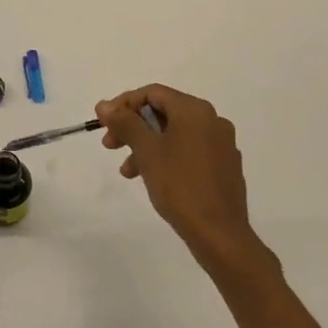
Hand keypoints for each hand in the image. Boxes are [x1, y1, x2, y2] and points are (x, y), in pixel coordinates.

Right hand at [96, 85, 273, 277]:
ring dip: (146, 145)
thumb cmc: (180, 185)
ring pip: (174, 134)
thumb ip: (125, 123)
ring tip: (127, 170)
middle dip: (133, 127)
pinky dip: (166, 156)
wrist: (219, 233)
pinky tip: (152, 177)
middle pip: (163, 112)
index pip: (153, 93)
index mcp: (195, 111)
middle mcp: (212, 121)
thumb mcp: (146, 151)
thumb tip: (104, 105)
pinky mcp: (224, 166)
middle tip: (110, 144)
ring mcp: (221, 144)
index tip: (104, 122)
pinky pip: (188, 150)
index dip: (124, 103)